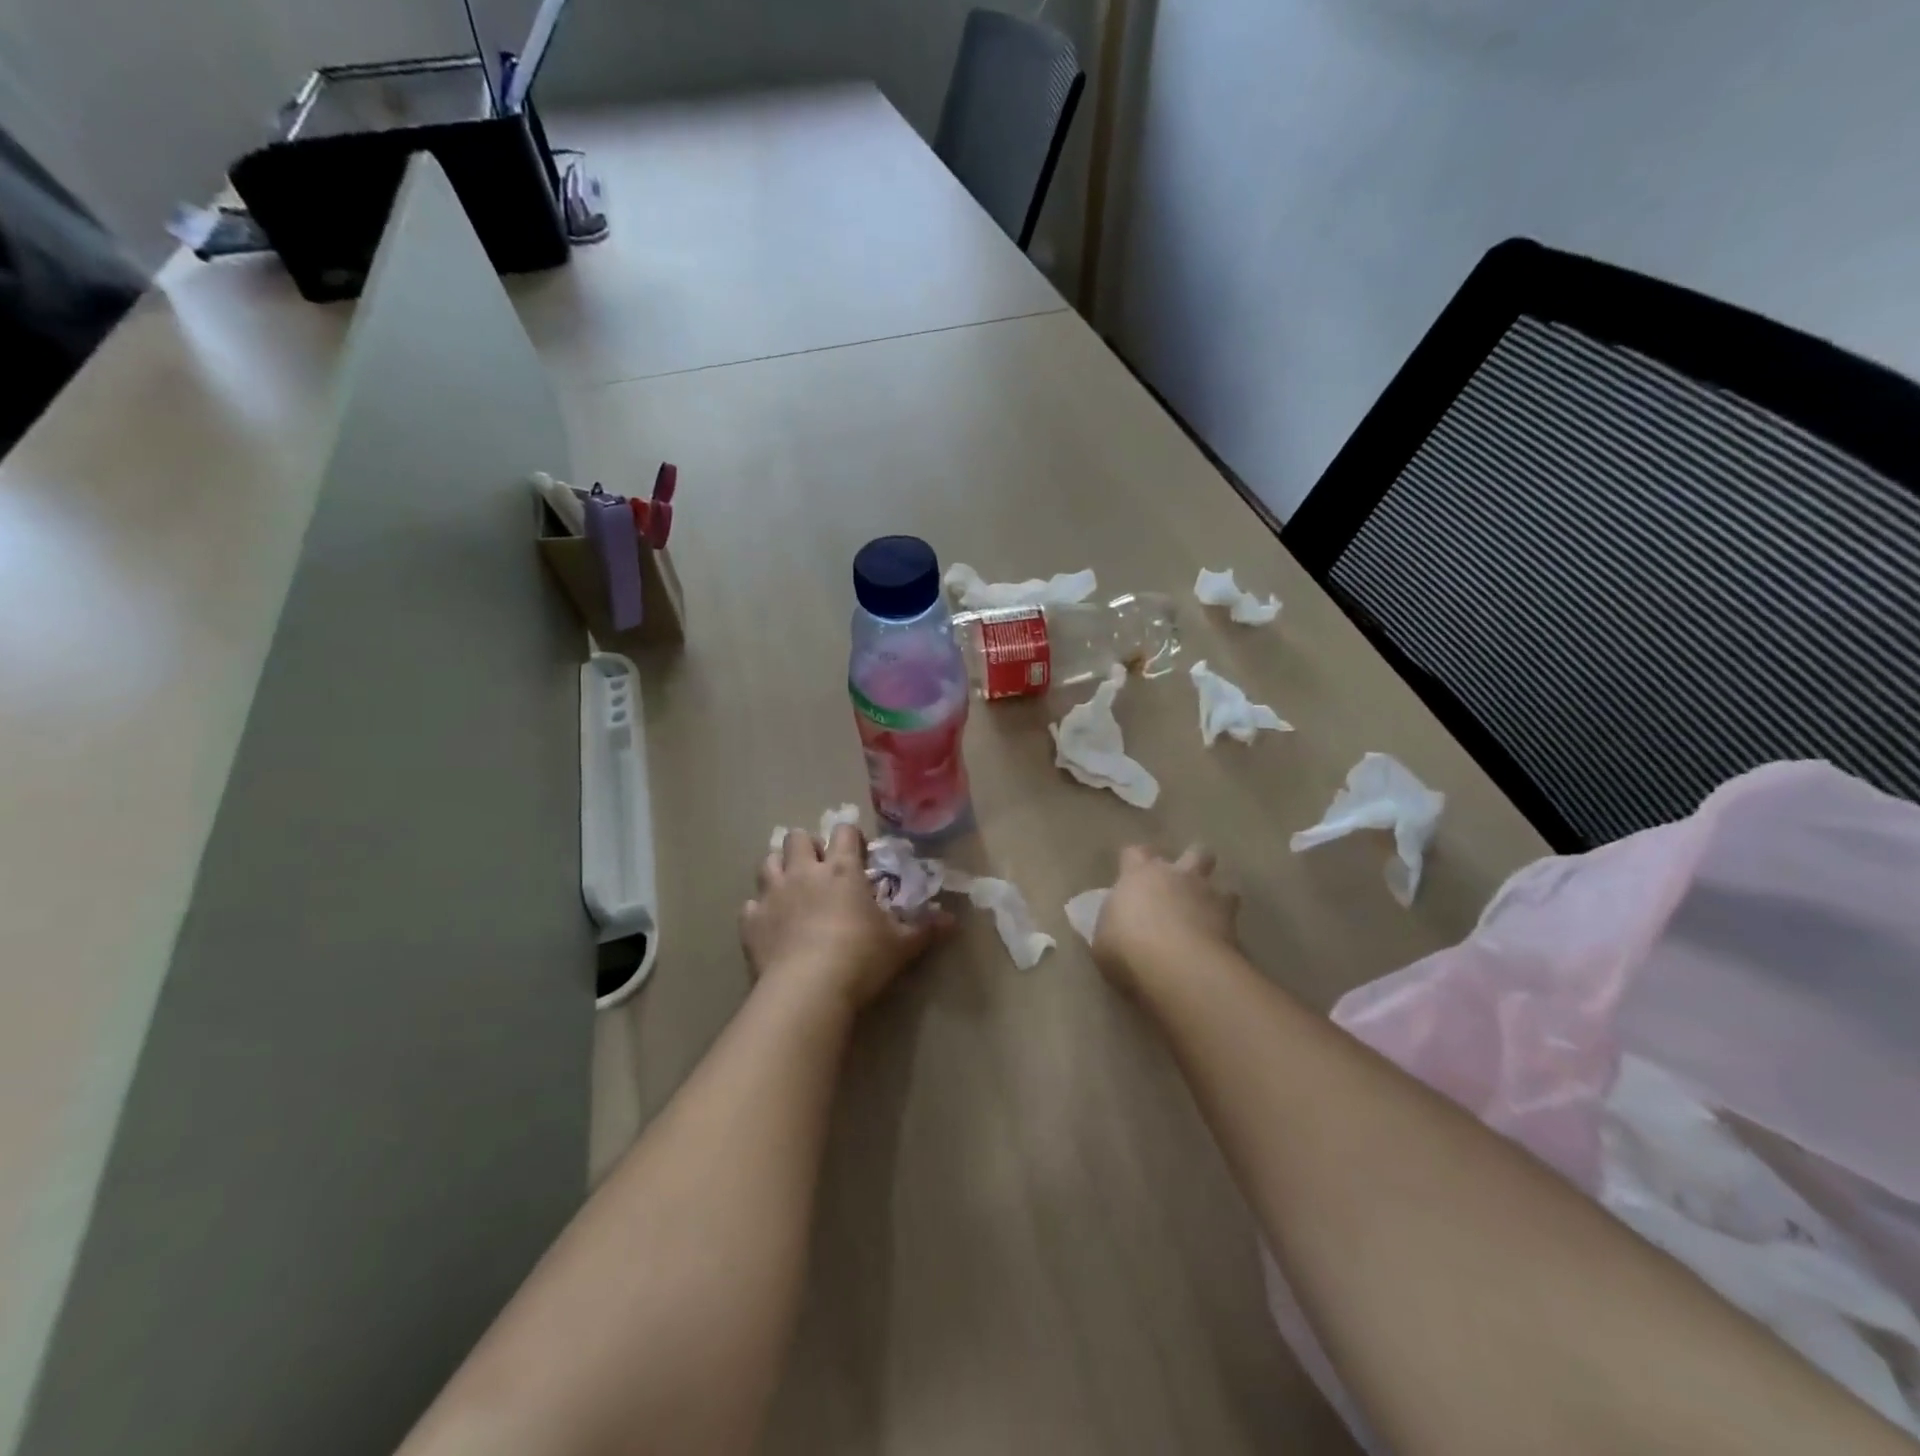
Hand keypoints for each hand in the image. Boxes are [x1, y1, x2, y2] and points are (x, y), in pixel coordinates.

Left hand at [742, 825, 949, 1011]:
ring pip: (768, 862)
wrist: (807, 989)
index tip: (859, 855)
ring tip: (792, 887)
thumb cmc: (860, 958)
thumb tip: (953, 921)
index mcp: (842, 870)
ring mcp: (773, 894)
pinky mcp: (750, 921)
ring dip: (779, 868)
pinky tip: (771, 924)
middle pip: (798, 837)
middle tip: (821, 869)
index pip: (844, 832)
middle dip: (808, 846)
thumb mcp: (901, 945)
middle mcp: (805, 872)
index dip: (851, 838)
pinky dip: (760, 910)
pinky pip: (750, 905)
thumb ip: (924, 930)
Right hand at [1093, 845, 1239, 997]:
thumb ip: (1114, 926)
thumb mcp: (1103, 939)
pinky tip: (1219, 946)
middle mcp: (1178, 876)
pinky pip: (1234, 921)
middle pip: (1195, 852)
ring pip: (1224, 884)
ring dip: (1217, 897)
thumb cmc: (1127, 949)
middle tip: (1183, 884)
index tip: (1131, 875)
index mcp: (1139, 874)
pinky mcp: (1233, 924)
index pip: (1136, 852)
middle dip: (1193, 864)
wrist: (1177, 969)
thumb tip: (1118, 927)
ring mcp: (1209, 897)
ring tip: (1209, 916)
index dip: (1135, 861)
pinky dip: (1228, 930)